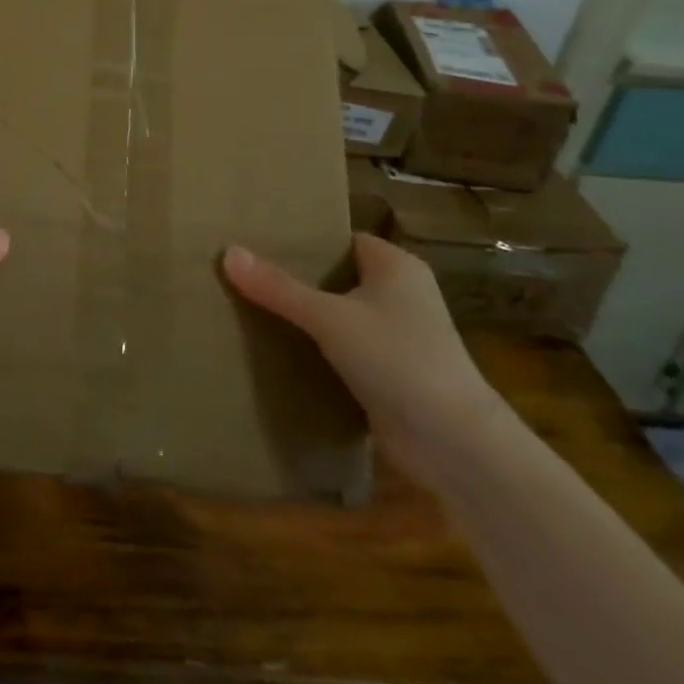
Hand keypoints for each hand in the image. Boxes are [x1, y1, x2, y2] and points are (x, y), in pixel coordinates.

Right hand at [223, 234, 508, 488]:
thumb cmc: (398, 359)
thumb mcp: (330, 318)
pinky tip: (275, 349)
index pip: (342, 239)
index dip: (305, 238)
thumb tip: (228, 252)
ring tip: (248, 305)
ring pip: (338, 315)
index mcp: (395, 266)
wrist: (455, 445)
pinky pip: (343, 350)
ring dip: (303, 317)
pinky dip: (315, 350)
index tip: (259, 238)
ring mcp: (397, 337)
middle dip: (296, 277)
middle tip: (244, 270)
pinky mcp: (389, 374)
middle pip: (336, 276)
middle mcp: (400, 295)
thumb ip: (278, 288)